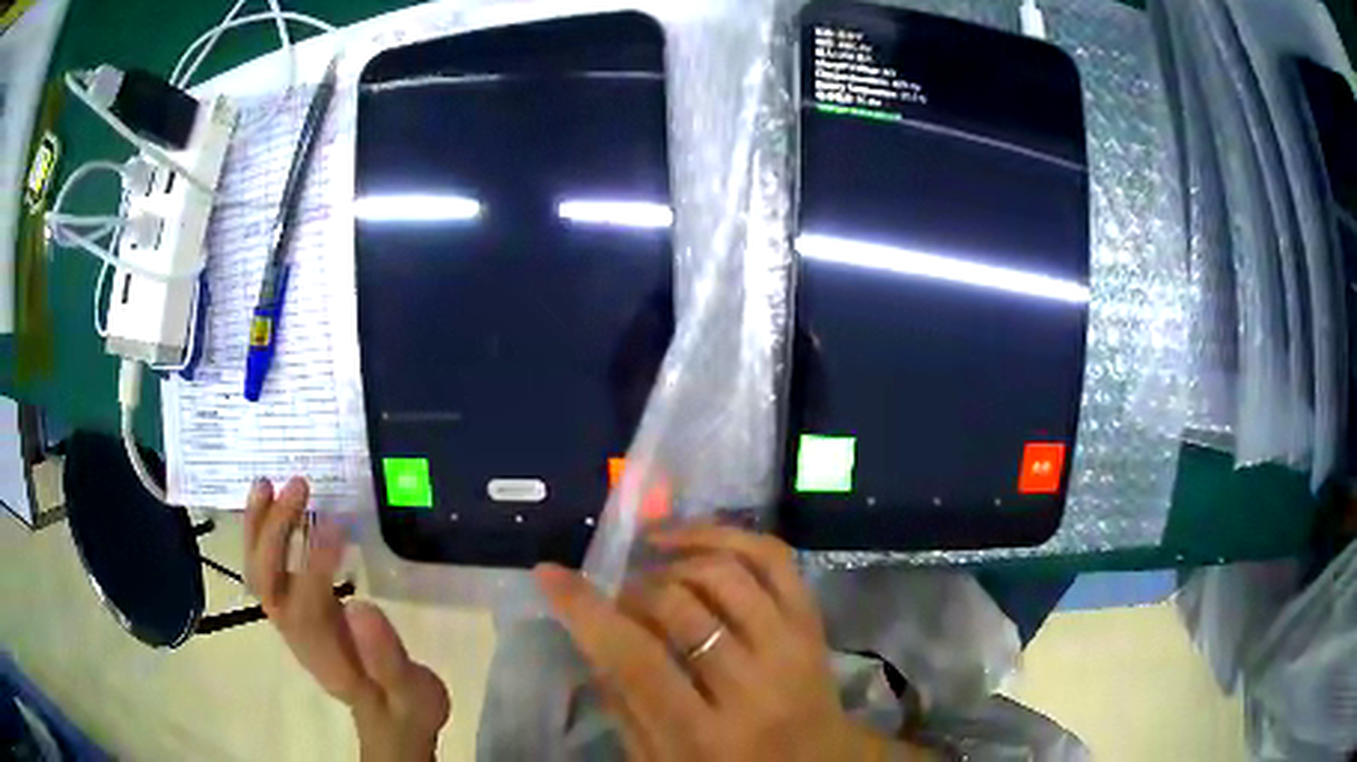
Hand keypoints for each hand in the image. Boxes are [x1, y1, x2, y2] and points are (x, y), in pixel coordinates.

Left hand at [244, 477, 449, 761]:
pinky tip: (273, 507)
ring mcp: (291, 622)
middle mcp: (297, 633)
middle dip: (276, 531)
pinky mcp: (294, 612)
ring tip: (268, 483)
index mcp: (325, 651)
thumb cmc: (404, 706)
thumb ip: (387, 657)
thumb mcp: (411, 691)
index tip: (338, 523)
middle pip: (268, 580)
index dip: (317, 560)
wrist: (390, 721)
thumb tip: (362, 606)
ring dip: (259, 528)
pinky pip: (267, 571)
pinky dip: (263, 537)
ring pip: (259, 573)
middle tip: (299, 486)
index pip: (307, 600)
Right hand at [536, 525, 928, 760]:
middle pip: (679, 606)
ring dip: (675, 559)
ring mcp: (791, 646)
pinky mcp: (813, 621)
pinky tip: (693, 540)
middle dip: (634, 590)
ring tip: (652, 566)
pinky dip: (727, 536)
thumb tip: (591, 633)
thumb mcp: (660, 761)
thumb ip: (623, 704)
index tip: (551, 574)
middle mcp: (753, 686)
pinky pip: (774, 557)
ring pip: (725, 572)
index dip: (586, 609)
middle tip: (619, 598)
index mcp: (704, 736)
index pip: (636, 660)